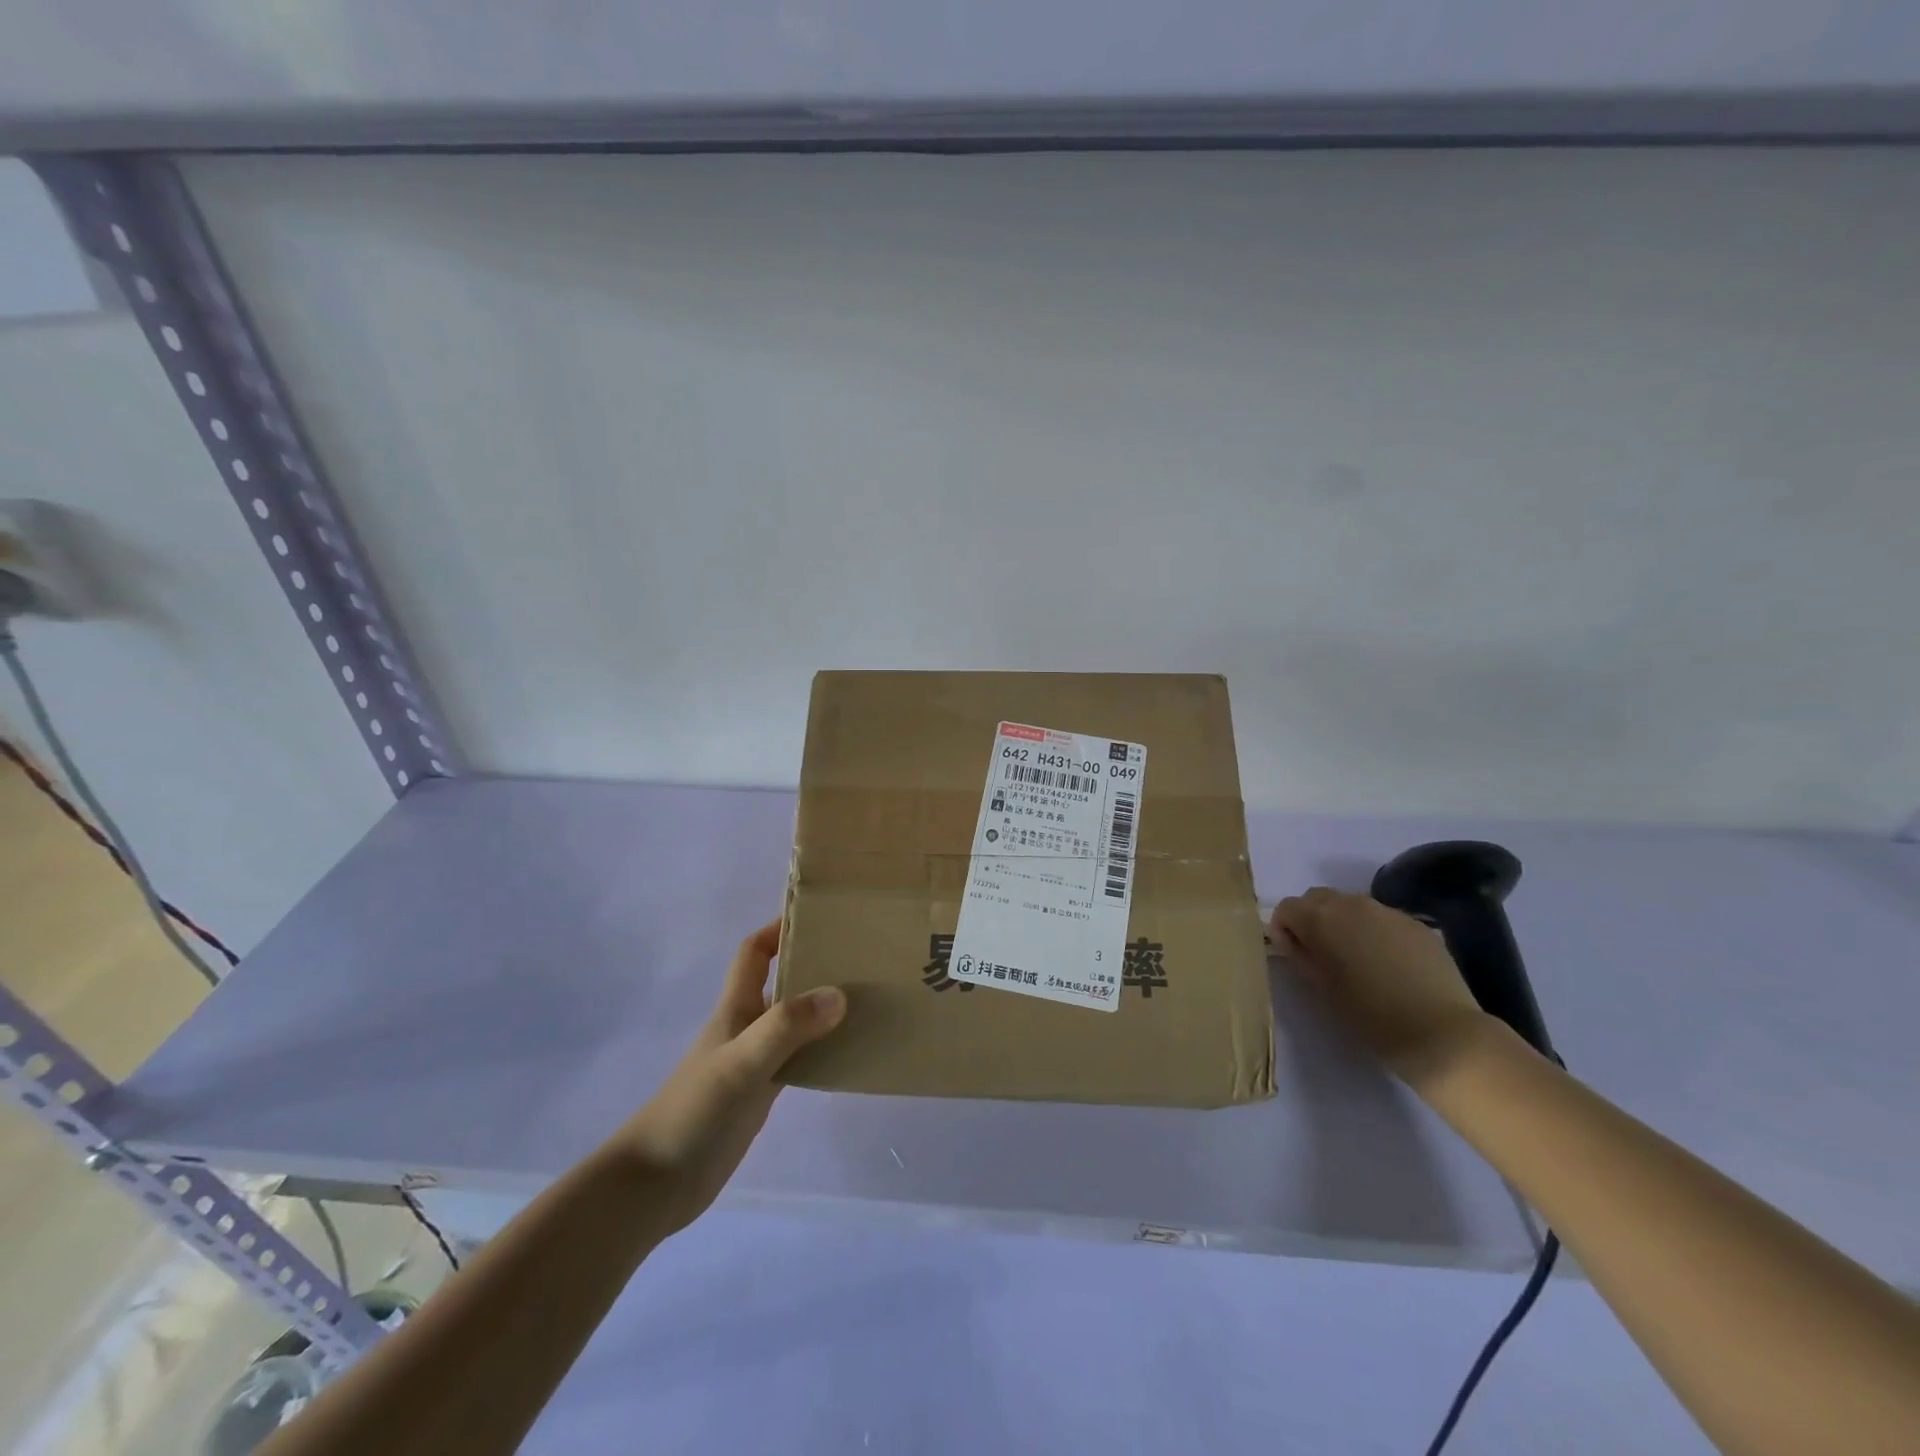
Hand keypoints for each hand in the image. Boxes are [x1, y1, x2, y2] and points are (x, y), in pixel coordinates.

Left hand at [606, 921, 845, 1237]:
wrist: (657, 1184)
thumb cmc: (694, 1112)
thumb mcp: (741, 1063)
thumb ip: (787, 1027)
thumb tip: (840, 994)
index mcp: (735, 1008)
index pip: (755, 952)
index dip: (779, 929)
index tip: (819, 919)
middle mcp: (746, 1026)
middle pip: (781, 982)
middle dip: (814, 965)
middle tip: (860, 959)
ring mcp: (754, 1061)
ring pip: (795, 1021)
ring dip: (824, 1009)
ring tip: (868, 1000)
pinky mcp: (761, 1093)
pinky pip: (799, 1059)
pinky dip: (823, 1050)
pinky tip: (850, 1054)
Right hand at [1271, 888, 1489, 1085]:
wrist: (1441, 1033)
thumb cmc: (1371, 1015)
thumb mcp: (1321, 988)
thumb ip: (1300, 955)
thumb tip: (1292, 939)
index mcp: (1322, 919)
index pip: (1287, 908)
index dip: (1284, 930)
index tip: (1294, 956)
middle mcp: (1352, 904)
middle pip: (1318, 898)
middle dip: (1311, 919)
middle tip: (1321, 954)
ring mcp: (1388, 911)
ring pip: (1352, 905)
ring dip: (1344, 923)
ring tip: (1357, 959)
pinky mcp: (1417, 924)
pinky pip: (1383, 919)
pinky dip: (1375, 932)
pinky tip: (1389, 964)